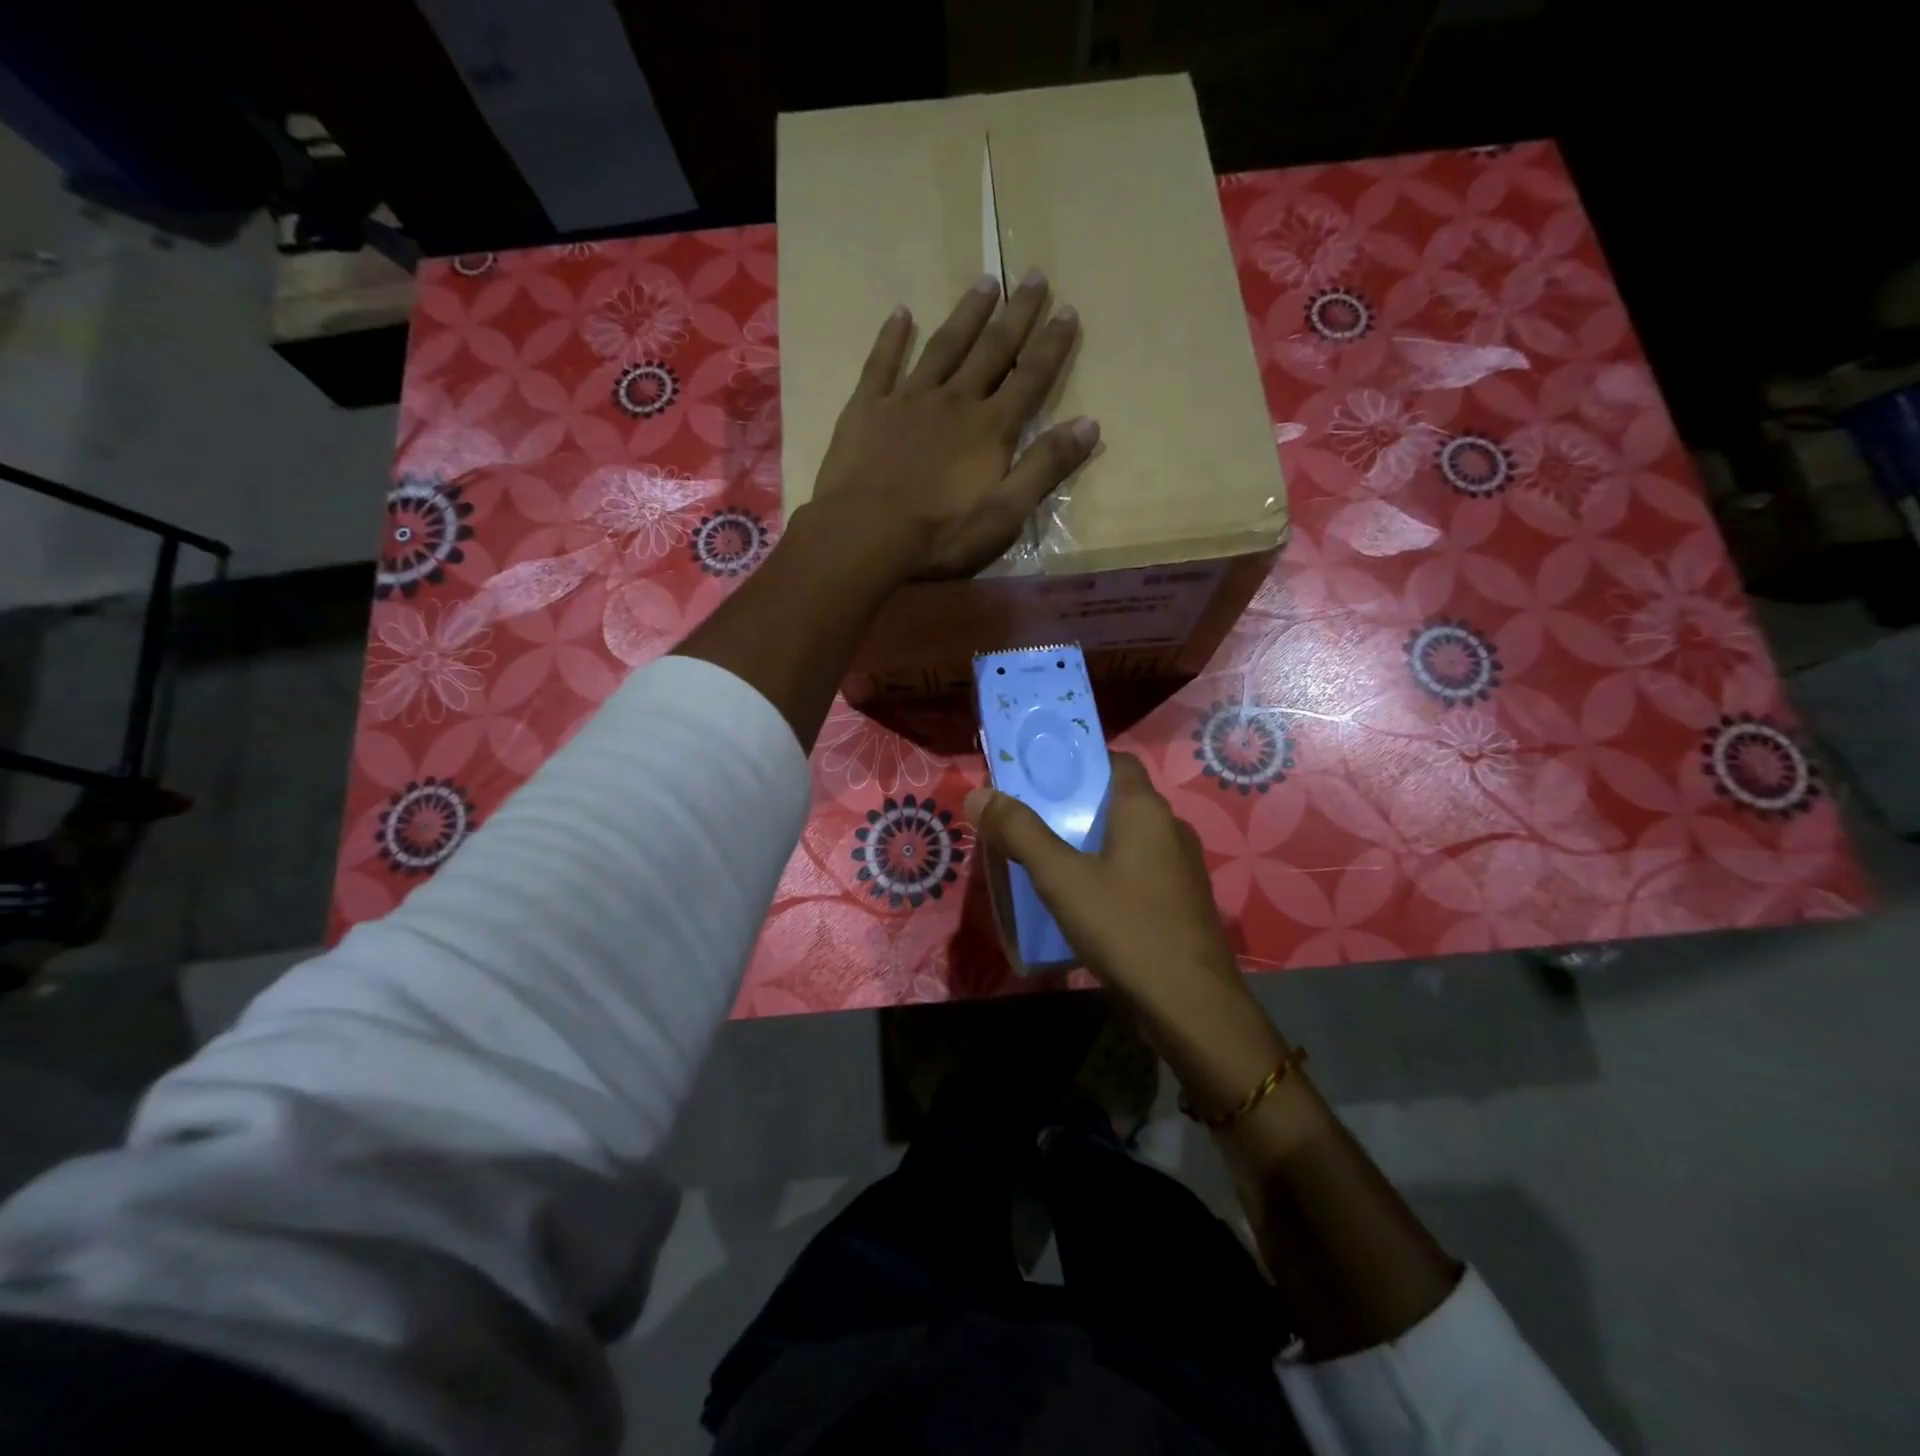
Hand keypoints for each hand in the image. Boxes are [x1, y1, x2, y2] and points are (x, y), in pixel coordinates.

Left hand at [807, 269, 1095, 579]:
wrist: (864, 535)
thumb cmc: (940, 534)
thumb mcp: (1005, 513)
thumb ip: (1045, 467)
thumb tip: (1090, 424)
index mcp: (990, 428)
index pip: (1030, 378)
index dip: (1051, 345)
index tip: (1068, 310)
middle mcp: (954, 401)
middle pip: (991, 350)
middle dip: (1016, 314)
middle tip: (1033, 275)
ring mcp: (907, 399)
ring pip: (943, 347)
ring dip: (966, 314)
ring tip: (984, 282)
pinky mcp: (867, 408)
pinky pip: (882, 363)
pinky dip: (892, 336)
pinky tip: (901, 312)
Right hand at [964, 754, 1288, 1110]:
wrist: (1190, 1004)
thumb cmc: (1125, 927)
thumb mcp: (1061, 878)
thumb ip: (1020, 833)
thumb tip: (980, 794)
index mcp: (1145, 809)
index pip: (1113, 761)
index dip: (1077, 763)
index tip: (1039, 775)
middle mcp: (1170, 827)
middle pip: (1117, 800)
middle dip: (1075, 805)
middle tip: (1031, 818)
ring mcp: (1181, 866)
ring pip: (1128, 838)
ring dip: (1093, 841)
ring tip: (1050, 858)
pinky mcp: (1181, 900)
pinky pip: (1139, 869)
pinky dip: (1111, 871)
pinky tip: (1086, 898)